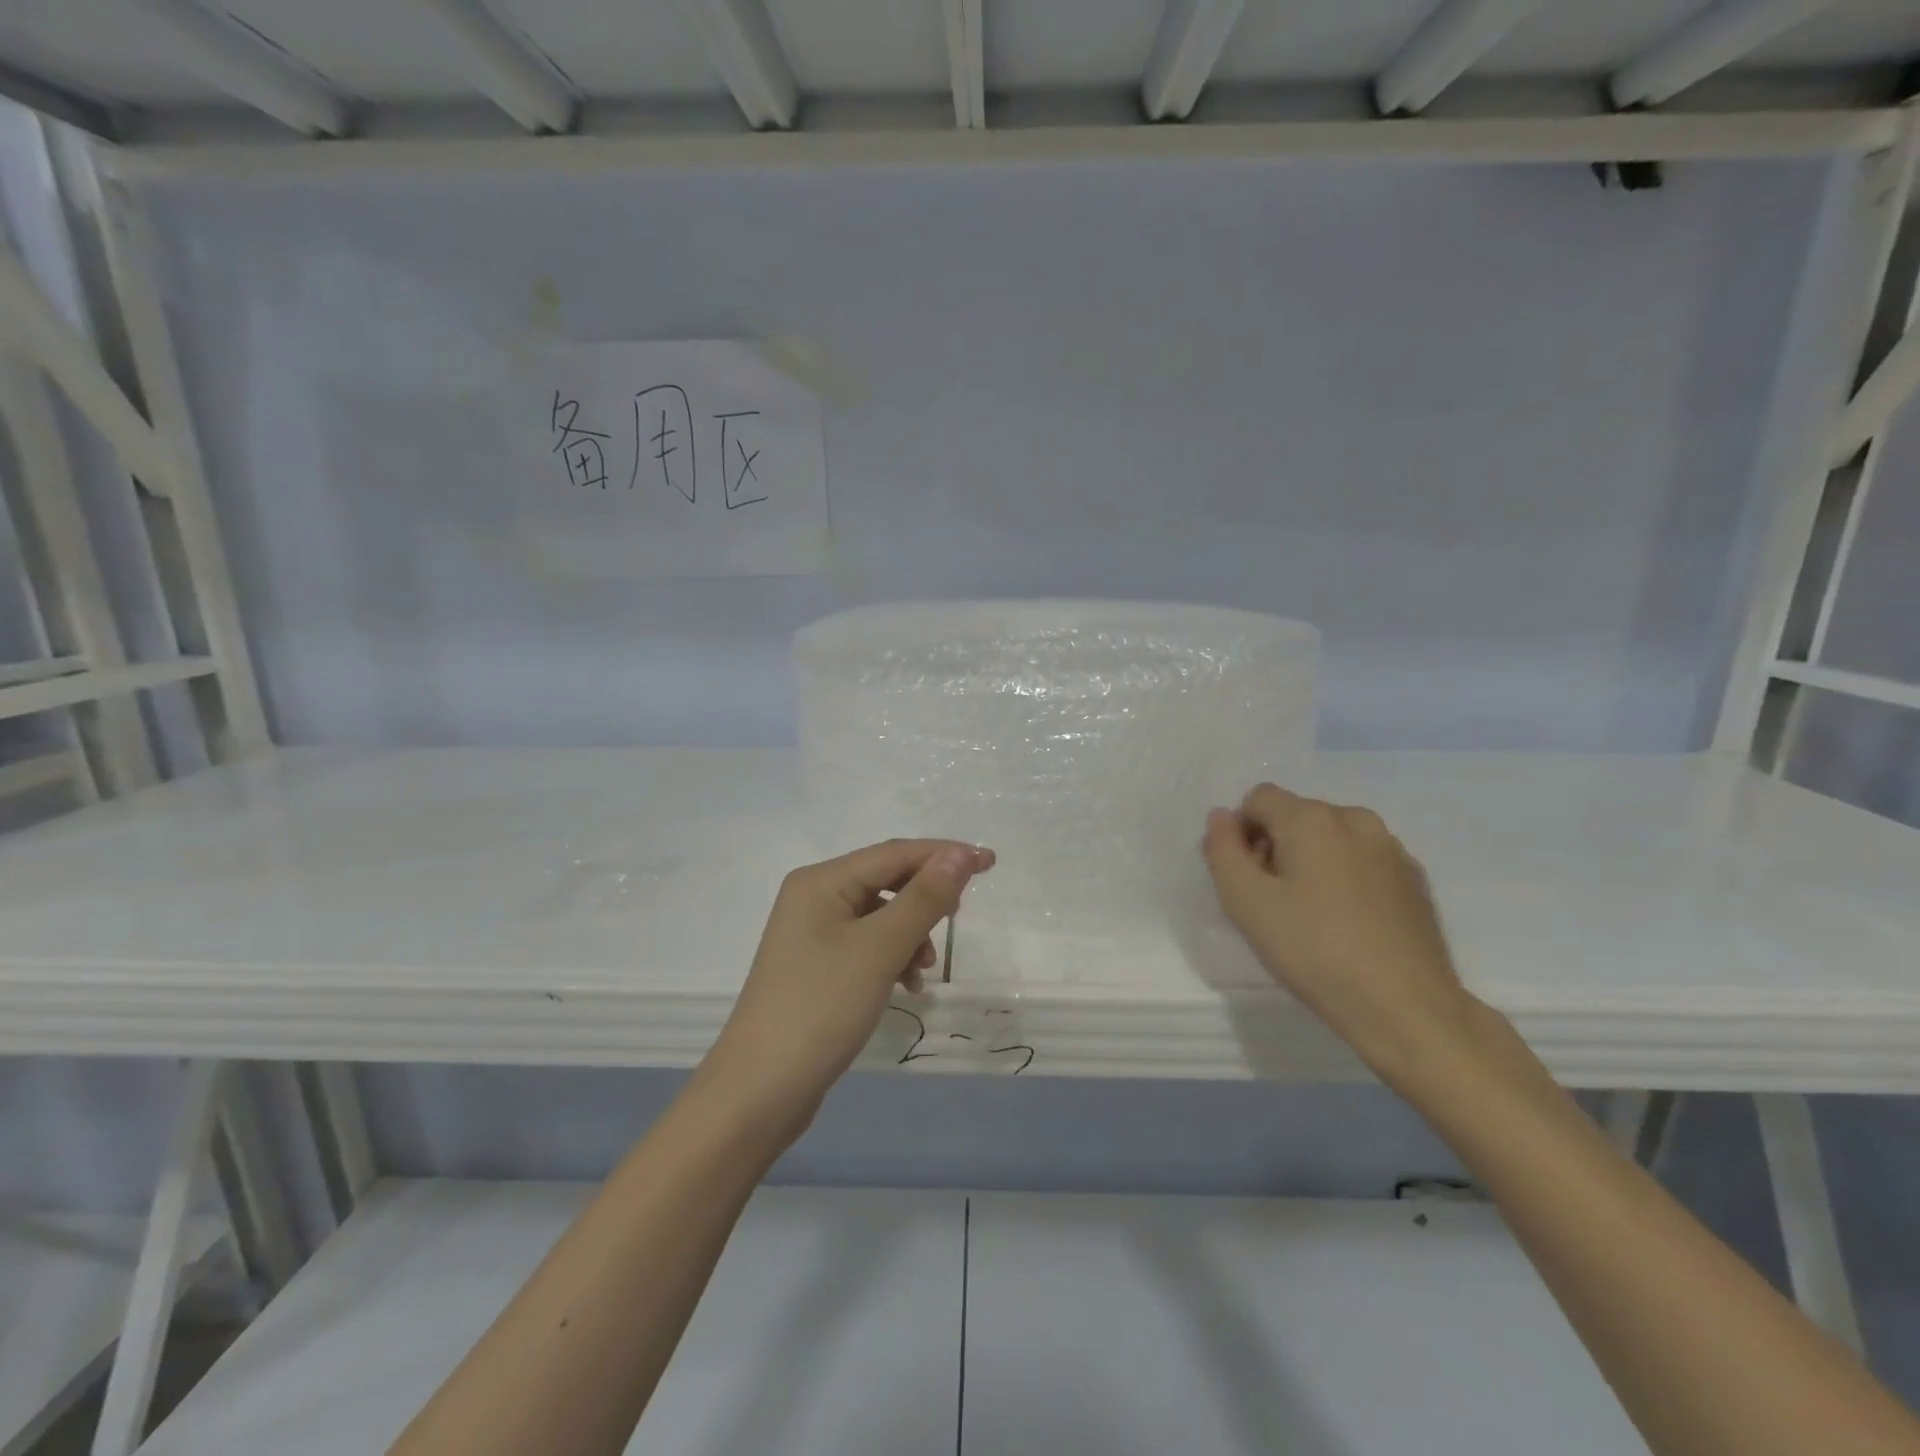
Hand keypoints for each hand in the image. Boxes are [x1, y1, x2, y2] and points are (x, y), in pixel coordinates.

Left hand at [697, 839, 993, 1145]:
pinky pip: (867, 944)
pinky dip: (892, 957)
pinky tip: (906, 984)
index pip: (894, 853)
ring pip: (880, 915)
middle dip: (925, 899)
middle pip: (885, 880)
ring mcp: (812, 933)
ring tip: (924, 970)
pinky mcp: (817, 965)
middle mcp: (814, 897)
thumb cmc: (821, 1008)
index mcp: (821, 881)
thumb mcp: (879, 949)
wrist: (760, 1091)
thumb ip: (923, 898)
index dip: (944, 855)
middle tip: (958, 919)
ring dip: (911, 934)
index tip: (990, 863)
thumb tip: (960, 854)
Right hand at [1202, 784, 1480, 1085]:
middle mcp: (1355, 819)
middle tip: (1274, 903)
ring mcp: (1391, 848)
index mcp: (1311, 818)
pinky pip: (1363, 861)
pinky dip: (1345, 878)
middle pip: (1295, 815)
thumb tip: (1222, 817)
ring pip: (1331, 838)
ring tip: (1312, 916)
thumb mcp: (1244, 901)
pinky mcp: (1415, 879)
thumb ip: (1222, 849)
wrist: (1404, 1007)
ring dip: (1311, 862)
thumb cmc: (1312, 949)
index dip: (1241, 834)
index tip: (1248, 880)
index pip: (1258, 799)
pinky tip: (1348, 925)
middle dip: (1276, 846)